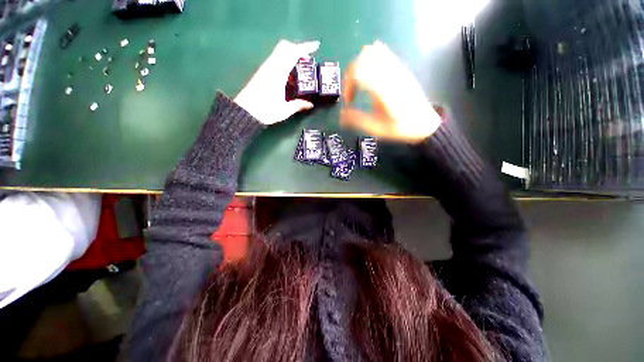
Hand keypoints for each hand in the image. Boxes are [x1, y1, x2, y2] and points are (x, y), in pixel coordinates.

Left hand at [234, 40, 319, 124]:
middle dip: (298, 48)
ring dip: (291, 53)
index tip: (316, 46)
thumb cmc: (266, 110)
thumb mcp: (285, 110)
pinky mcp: (262, 72)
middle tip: (307, 59)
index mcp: (278, 73)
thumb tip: (310, 105)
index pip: (293, 53)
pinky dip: (285, 59)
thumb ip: (298, 105)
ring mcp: (266, 68)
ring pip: (279, 51)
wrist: (245, 112)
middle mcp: (271, 66)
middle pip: (284, 47)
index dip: (305, 48)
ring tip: (300, 66)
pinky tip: (289, 73)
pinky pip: (275, 59)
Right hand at [341, 41, 441, 142]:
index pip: (359, 73)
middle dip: (351, 73)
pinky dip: (371, 58)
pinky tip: (369, 73)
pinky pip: (383, 52)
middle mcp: (391, 75)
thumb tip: (341, 115)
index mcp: (385, 91)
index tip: (349, 101)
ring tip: (359, 82)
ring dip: (360, 64)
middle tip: (351, 91)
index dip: (348, 85)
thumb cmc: (400, 128)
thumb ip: (358, 120)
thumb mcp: (377, 129)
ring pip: (373, 51)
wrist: (424, 123)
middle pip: (363, 58)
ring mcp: (397, 69)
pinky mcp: (400, 68)